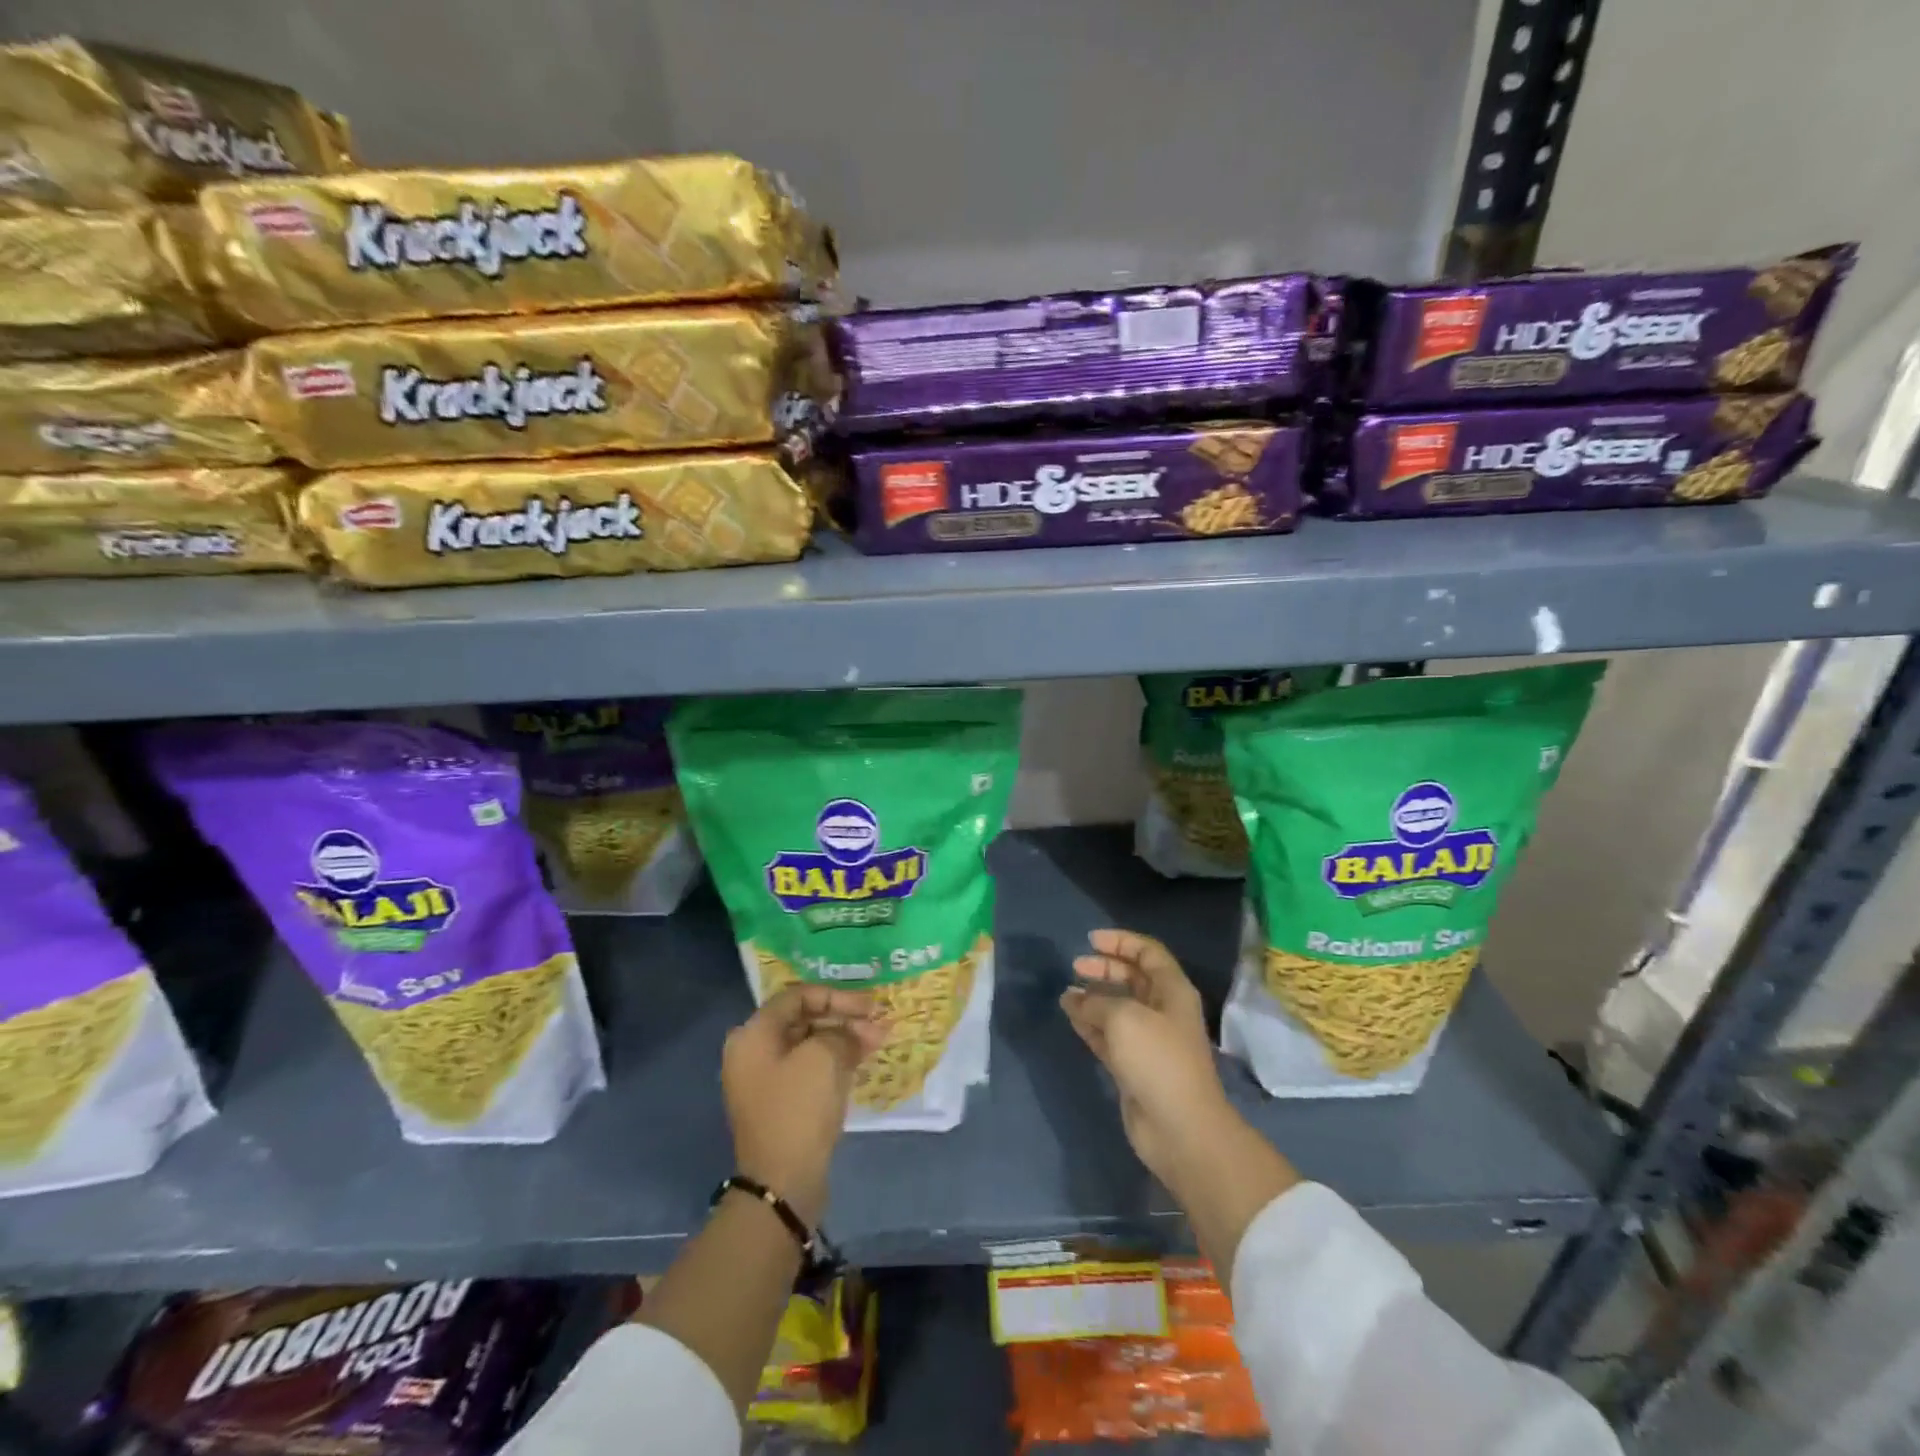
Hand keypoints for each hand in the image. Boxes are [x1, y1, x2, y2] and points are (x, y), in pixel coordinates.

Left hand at [722, 985, 884, 1226]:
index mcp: (753, 1035)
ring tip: (878, 1040)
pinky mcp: (782, 1104)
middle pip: (804, 1020)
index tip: (869, 1005)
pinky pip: (810, 1070)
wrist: (783, 1184)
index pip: (797, 997)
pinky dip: (835, 1062)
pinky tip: (862, 1060)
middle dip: (843, 1018)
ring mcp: (766, 1081)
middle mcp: (753, 1053)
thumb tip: (857, 1031)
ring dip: (844, 1039)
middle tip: (878, 1023)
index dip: (836, 996)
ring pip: (810, 1046)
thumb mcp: (824, 1057)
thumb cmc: (798, 1109)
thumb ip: (842, 1033)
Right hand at [1063, 929, 1234, 1189]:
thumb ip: (1095, 1001)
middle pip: (1132, 978)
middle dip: (1104, 968)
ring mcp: (1148, 1040)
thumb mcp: (1123, 1018)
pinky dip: (1089, 1023)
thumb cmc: (1158, 1060)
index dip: (1121, 941)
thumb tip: (1072, 997)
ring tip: (1066, 992)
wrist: (1180, 1128)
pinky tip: (1070, 1016)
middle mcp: (1162, 1011)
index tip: (1091, 940)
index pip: (1148, 953)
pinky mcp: (1133, 1067)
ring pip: (1117, 1007)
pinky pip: (1108, 1035)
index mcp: (1172, 991)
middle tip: (1075, 966)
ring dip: (1093, 997)